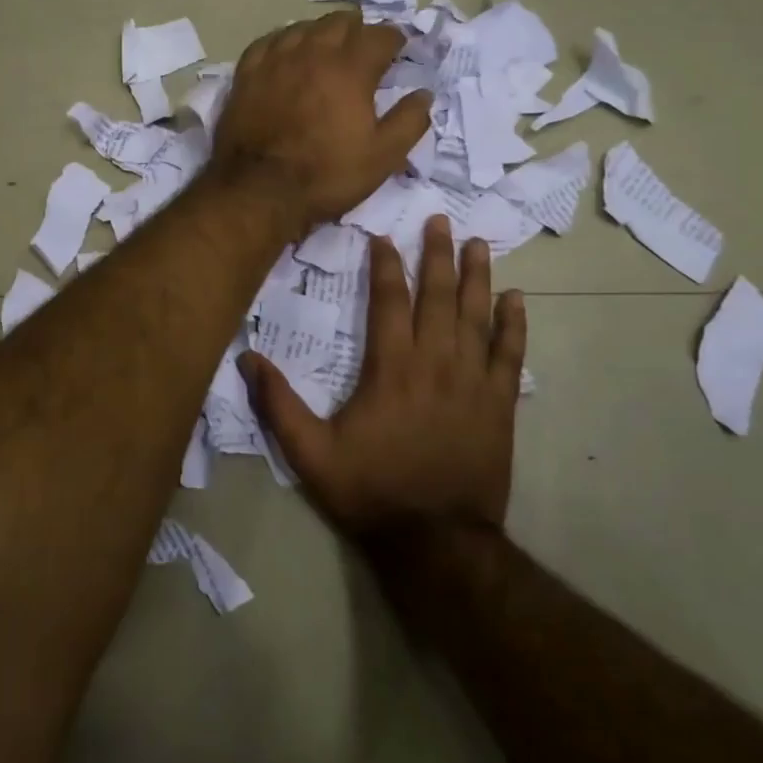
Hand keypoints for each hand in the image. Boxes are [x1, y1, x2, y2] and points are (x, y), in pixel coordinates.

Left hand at [210, 11, 430, 230]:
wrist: (259, 190)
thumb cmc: (326, 175)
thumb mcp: (382, 157)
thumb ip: (409, 121)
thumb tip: (424, 94)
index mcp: (351, 69)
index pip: (379, 36)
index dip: (394, 39)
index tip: (398, 49)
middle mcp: (313, 53)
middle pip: (340, 23)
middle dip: (358, 31)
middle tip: (363, 48)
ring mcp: (275, 60)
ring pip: (303, 27)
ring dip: (321, 33)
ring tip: (326, 48)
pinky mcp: (246, 74)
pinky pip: (267, 42)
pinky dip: (284, 41)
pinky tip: (286, 52)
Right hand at [241, 216, 524, 539]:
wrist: (436, 541)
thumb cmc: (371, 492)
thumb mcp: (310, 453)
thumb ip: (278, 404)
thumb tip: (246, 358)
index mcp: (390, 368)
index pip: (389, 301)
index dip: (386, 266)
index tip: (382, 239)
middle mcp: (434, 363)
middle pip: (438, 296)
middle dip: (437, 255)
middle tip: (439, 221)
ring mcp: (472, 382)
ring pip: (476, 316)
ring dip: (477, 276)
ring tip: (478, 243)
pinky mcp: (499, 404)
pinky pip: (509, 355)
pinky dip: (513, 325)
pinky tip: (516, 300)